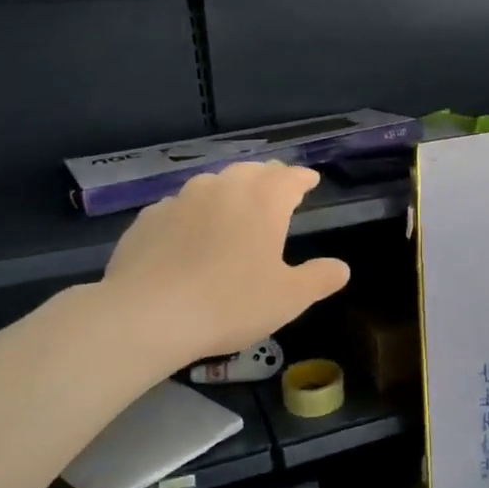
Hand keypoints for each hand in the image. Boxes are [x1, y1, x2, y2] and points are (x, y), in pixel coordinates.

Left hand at [101, 163, 350, 357]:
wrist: (147, 315)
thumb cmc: (231, 303)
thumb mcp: (289, 298)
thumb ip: (319, 279)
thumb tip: (341, 267)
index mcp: (263, 201)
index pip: (290, 177)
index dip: (303, 178)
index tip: (311, 181)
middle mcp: (223, 188)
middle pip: (251, 172)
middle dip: (268, 178)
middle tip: (276, 190)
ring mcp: (180, 200)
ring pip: (212, 184)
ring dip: (229, 190)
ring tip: (234, 206)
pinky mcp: (148, 218)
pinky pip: (179, 206)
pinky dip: (194, 212)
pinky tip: (190, 232)